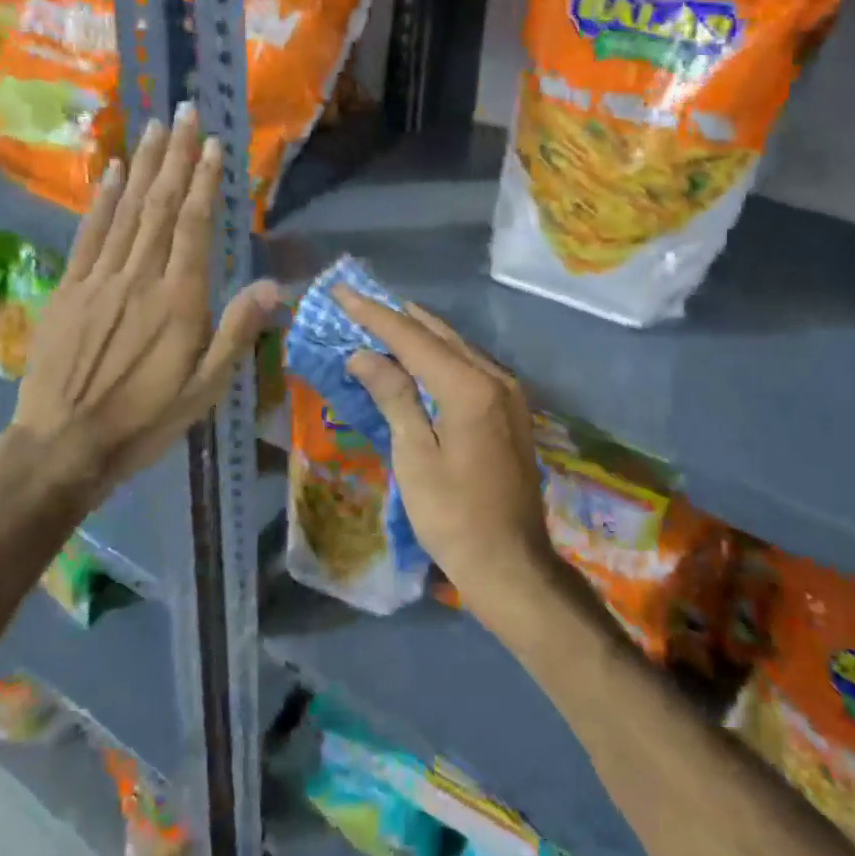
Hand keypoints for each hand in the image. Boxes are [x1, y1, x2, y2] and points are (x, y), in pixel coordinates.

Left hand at [0, 104, 279, 500]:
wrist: (63, 445)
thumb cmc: (144, 420)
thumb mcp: (205, 389)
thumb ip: (237, 333)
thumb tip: (274, 285)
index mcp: (178, 301)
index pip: (194, 227)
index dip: (204, 182)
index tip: (213, 145)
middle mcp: (140, 278)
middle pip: (160, 206)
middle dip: (176, 156)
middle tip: (185, 111)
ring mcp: (99, 279)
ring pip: (127, 211)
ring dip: (144, 165)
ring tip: (155, 126)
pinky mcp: (68, 289)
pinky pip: (89, 234)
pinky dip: (103, 199)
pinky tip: (114, 171)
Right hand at [333, 288, 552, 613]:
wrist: (512, 564)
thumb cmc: (454, 516)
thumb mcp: (415, 456)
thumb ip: (394, 396)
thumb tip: (364, 354)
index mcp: (469, 387)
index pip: (412, 338)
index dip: (373, 314)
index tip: (342, 291)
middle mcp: (494, 378)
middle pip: (438, 334)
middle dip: (396, 317)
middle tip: (359, 301)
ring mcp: (508, 393)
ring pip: (457, 347)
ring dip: (420, 333)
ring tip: (384, 319)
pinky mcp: (510, 410)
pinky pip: (470, 366)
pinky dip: (440, 354)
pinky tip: (421, 355)